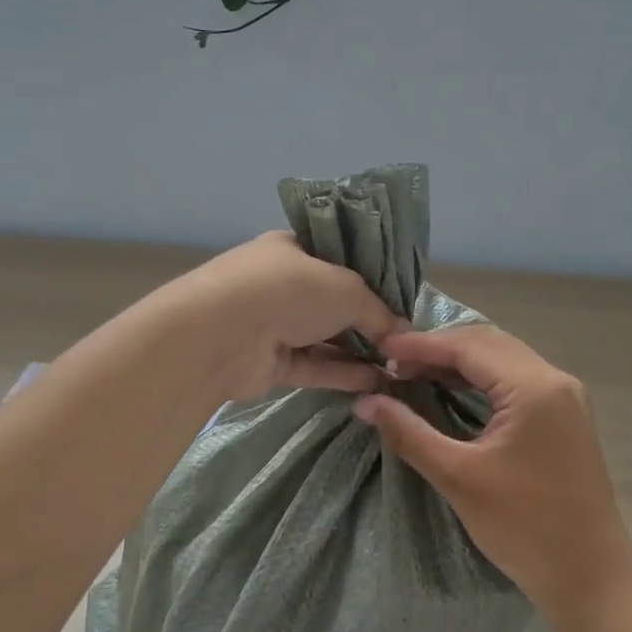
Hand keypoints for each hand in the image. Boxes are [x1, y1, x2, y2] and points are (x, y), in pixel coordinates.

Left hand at [176, 232, 402, 399]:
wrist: (224, 334)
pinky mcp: (272, 362)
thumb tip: (403, 333)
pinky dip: (344, 373)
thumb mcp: (347, 289)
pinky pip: (316, 365)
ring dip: (361, 351)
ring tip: (402, 366)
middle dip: (370, 320)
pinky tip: (379, 382)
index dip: (371, 278)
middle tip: (408, 340)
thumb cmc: (289, 290)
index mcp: (294, 249)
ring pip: (326, 337)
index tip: (402, 300)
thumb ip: (379, 311)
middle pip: (334, 302)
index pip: (338, 259)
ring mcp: (275, 324)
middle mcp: (283, 284)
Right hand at [353, 326, 631, 623]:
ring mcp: (565, 396)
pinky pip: (515, 379)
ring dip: (458, 361)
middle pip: (487, 343)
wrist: (590, 576)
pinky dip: (479, 378)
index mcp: (534, 387)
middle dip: (437, 347)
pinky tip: (449, 389)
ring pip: (503, 358)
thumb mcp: (457, 477)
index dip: (420, 343)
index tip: (379, 346)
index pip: (468, 345)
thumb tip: (365, 402)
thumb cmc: (524, 527)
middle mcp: (554, 380)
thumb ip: (409, 432)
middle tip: (392, 361)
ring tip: (412, 372)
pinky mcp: (564, 415)